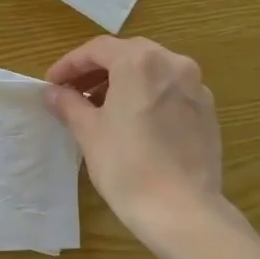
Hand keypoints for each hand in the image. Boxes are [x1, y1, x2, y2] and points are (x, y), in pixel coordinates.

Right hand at [43, 36, 226, 248]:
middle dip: (98, 70)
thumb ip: (69, 104)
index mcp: (140, 62)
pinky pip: (171, 91)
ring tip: (101, 108)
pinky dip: (148, 96)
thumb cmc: (127, 166)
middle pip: (128, 54)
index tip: (52, 84)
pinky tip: (134, 122)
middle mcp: (173, 64)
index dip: (70, 64)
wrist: (181, 209)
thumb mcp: (89, 132)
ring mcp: (196, 87)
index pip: (98, 49)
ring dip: (124, 82)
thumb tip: (53, 92)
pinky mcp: (207, 111)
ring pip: (153, 71)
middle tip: (74, 92)